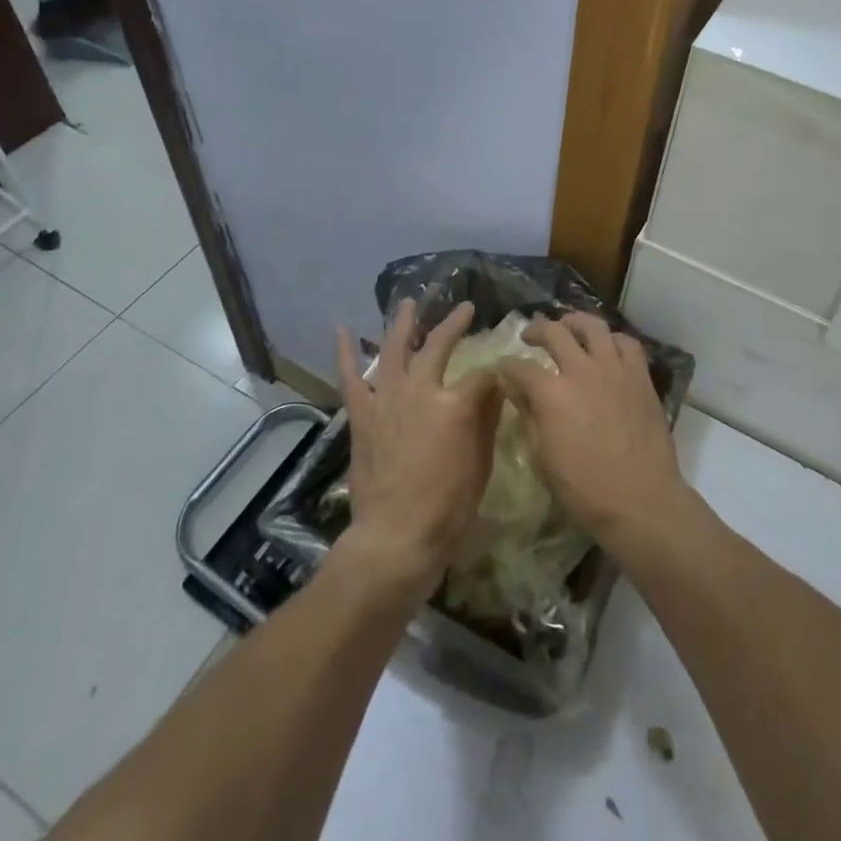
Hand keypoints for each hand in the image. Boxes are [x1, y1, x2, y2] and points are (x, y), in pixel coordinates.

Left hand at [334, 300, 501, 603]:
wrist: (395, 537)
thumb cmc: (448, 507)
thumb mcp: (481, 465)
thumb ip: (487, 420)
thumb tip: (494, 387)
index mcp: (455, 404)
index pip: (480, 376)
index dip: (492, 377)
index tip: (498, 381)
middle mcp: (420, 390)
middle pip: (438, 346)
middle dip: (454, 324)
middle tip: (465, 308)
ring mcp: (387, 399)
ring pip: (394, 349)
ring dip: (403, 323)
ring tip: (409, 302)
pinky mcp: (362, 415)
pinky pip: (352, 377)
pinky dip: (346, 352)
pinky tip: (343, 329)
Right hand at [501, 313, 692, 560]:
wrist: (640, 499)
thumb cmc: (584, 488)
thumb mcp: (542, 458)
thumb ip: (529, 417)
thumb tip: (517, 391)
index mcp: (551, 393)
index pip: (519, 367)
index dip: (506, 366)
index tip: (503, 369)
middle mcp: (581, 370)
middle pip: (555, 332)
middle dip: (536, 330)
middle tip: (530, 336)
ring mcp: (614, 369)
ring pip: (593, 325)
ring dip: (574, 321)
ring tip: (567, 326)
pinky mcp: (639, 376)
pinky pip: (626, 343)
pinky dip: (612, 339)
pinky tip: (606, 347)